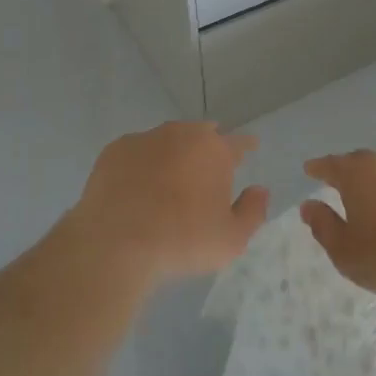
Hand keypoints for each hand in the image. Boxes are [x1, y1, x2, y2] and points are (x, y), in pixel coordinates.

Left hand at [65, 121, 267, 287]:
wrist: (116, 241)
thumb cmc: (181, 240)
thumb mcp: (231, 240)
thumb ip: (252, 212)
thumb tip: (260, 190)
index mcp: (215, 150)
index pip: (239, 142)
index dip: (246, 146)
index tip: (249, 149)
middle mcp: (182, 134)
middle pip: (202, 134)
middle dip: (208, 147)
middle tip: (206, 170)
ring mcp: (146, 138)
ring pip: (167, 140)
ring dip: (173, 154)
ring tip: (169, 179)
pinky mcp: (115, 149)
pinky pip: (137, 152)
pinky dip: (141, 164)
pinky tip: (136, 186)